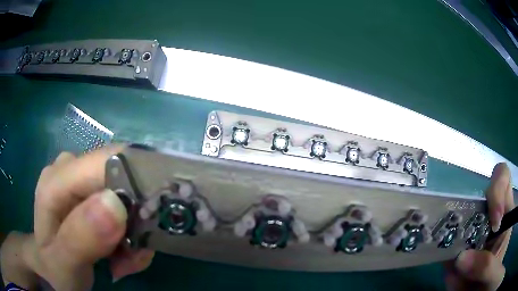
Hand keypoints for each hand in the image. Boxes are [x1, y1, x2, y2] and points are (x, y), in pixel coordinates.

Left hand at [6, 147, 153, 289]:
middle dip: (137, 218)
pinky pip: (123, 205)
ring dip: (135, 231)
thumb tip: (114, 204)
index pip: (108, 161)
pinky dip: (130, 233)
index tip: (150, 227)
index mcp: (57, 179)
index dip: (138, 186)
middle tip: (133, 256)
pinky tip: (121, 254)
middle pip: (122, 177)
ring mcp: (81, 180)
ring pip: (127, 192)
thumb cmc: (53, 267)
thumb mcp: (63, 264)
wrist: (50, 267)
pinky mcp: (91, 193)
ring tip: (126, 261)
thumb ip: (79, 238)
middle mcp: (70, 169)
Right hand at [444, 163, 513, 290]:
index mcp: (505, 216)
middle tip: (463, 233)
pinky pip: (444, 249)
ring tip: (448, 255)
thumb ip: (486, 266)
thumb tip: (461, 259)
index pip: (503, 180)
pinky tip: (442, 265)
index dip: (498, 188)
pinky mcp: (455, 257)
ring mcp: (470, 240)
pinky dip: (440, 254)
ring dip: (450, 232)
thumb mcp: (492, 271)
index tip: (495, 222)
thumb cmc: (491, 275)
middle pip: (477, 199)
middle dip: (468, 209)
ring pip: (457, 223)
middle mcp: (487, 223)